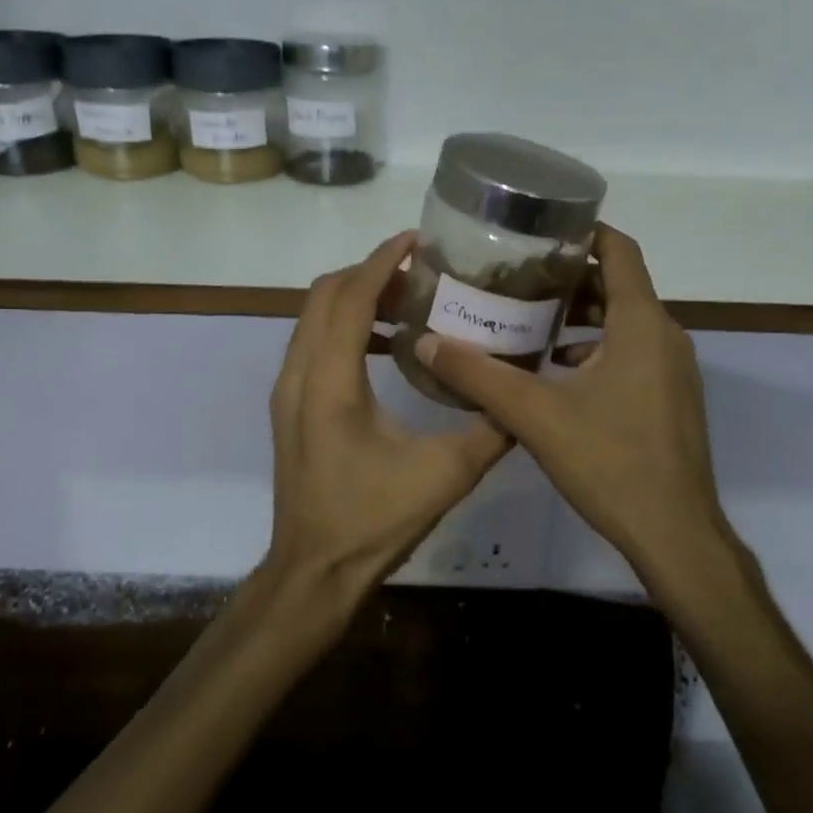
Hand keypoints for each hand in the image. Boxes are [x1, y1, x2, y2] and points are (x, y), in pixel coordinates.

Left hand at [266, 231, 511, 594]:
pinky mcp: (290, 405)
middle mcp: (299, 374)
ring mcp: (288, 390)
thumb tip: (525, 391)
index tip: (418, 239)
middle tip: (421, 273)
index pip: (352, 297)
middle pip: (325, 294)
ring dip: (356, 298)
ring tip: (410, 302)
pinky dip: (345, 326)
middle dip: (370, 273)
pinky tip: (388, 346)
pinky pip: (312, 342)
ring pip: (313, 317)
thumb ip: (491, 429)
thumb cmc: (373, 522)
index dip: (382, 261)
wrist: (313, 573)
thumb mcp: (445, 476)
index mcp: (331, 382)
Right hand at [413, 225, 731, 579]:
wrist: (675, 535)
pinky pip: (632, 352)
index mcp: (641, 323)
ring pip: (625, 321)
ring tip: (527, 320)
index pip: (619, 250)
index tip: (539, 231)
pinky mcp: (671, 397)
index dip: (583, 232)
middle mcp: (665, 335)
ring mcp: (673, 369)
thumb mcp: (536, 415)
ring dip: (580, 316)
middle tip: (516, 278)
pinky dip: (596, 349)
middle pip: (618, 285)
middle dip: (569, 277)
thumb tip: (428, 343)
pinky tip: (556, 372)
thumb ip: (479, 376)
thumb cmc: (611, 463)